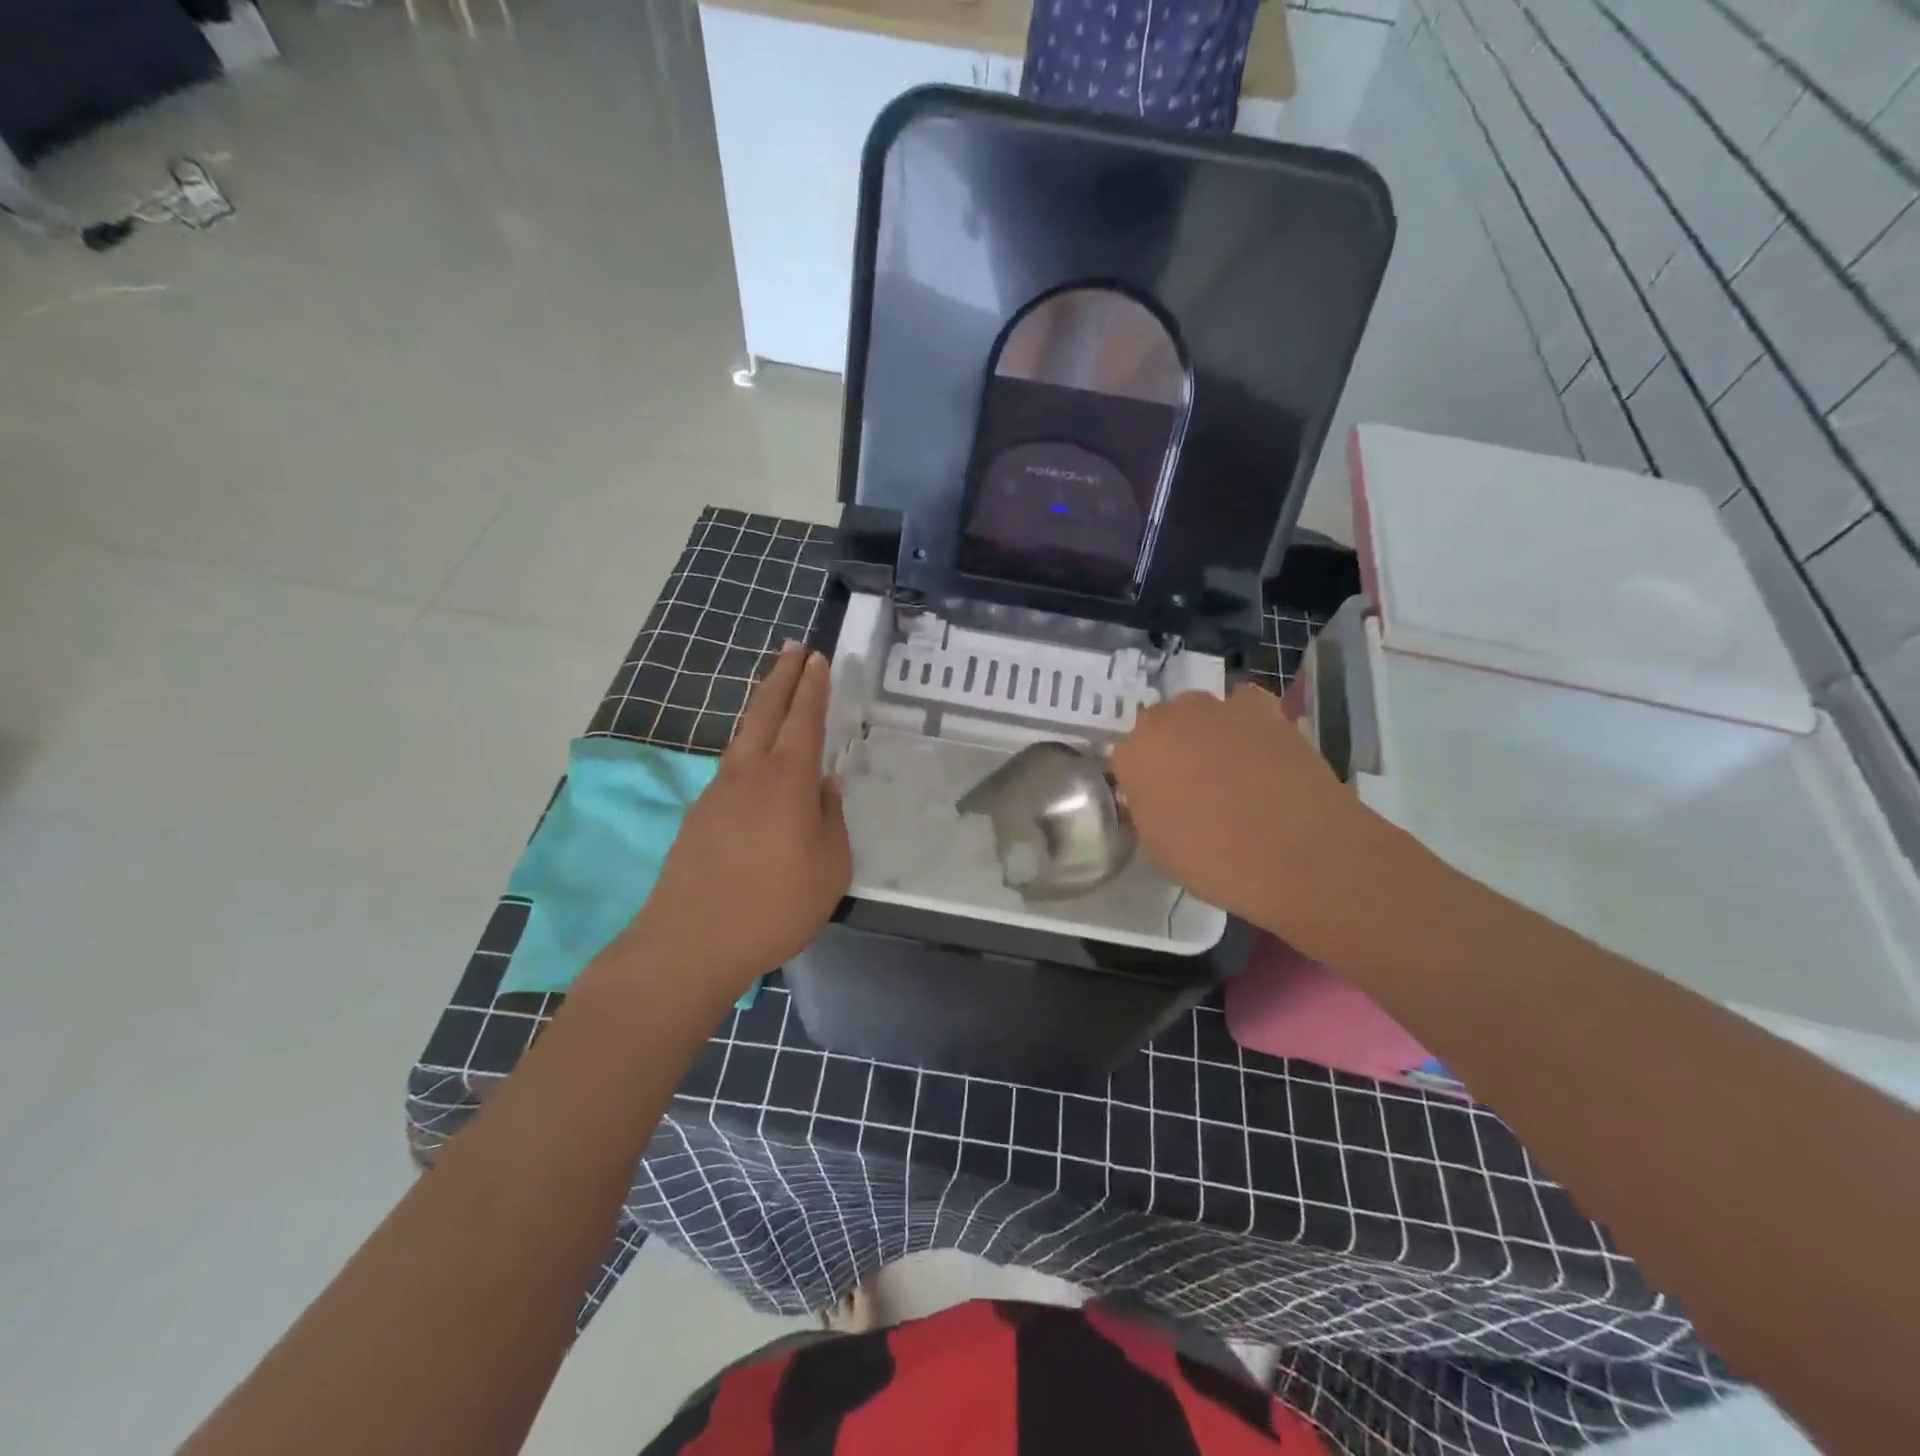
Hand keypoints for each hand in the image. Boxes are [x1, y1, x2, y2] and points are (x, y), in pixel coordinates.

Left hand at [626, 643, 850, 994]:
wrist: (690, 943)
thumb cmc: (774, 906)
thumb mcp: (829, 868)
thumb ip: (830, 819)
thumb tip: (823, 786)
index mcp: (788, 781)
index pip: (804, 719)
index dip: (813, 686)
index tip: (819, 658)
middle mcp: (749, 774)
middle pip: (766, 711)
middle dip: (783, 676)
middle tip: (795, 648)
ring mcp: (717, 792)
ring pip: (744, 735)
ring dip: (762, 707)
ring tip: (775, 692)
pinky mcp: (699, 816)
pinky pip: (731, 767)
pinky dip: (749, 747)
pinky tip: (756, 763)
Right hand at [1111, 683, 1379, 936]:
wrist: (1300, 853)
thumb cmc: (1216, 861)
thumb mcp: (1158, 848)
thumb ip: (1147, 809)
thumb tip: (1154, 794)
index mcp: (1135, 754)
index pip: (1127, 759)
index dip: (1143, 782)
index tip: (1160, 804)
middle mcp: (1169, 720)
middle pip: (1161, 727)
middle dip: (1172, 750)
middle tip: (1194, 788)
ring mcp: (1218, 708)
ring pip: (1201, 716)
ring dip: (1208, 735)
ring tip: (1234, 773)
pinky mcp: (1264, 708)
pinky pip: (1245, 709)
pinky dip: (1248, 726)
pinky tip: (1262, 755)